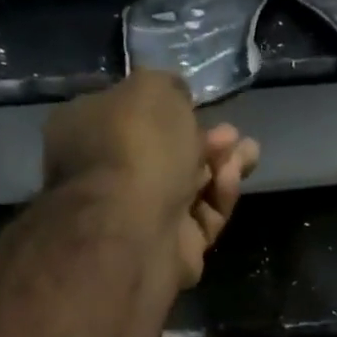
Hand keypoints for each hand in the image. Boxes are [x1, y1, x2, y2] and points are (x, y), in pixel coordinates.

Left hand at [43, 70, 260, 287]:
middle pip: (164, 154)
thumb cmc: (136, 147)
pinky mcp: (171, 248)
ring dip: (221, 166)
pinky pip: (201, 218)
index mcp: (86, 132)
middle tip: (231, 132)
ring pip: (189, 187)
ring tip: (250, 151)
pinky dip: (220, 196)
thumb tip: (175, 97)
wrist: (135, 229)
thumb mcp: (152, 89)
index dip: (165, 108)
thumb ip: (167, 88)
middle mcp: (107, 175)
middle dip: (203, 140)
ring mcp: (139, 217)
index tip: (195, 103)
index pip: (126, 116)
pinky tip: (233, 177)